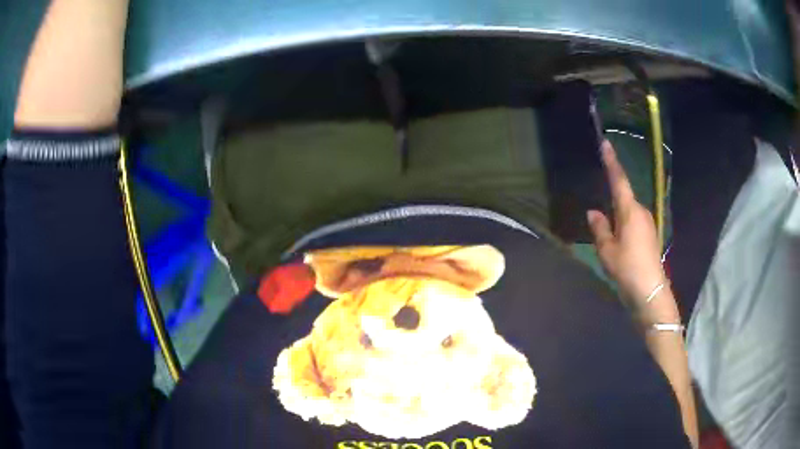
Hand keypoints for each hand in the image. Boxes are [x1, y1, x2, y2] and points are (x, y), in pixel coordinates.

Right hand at [587, 141, 675, 317]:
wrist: (651, 291)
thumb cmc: (627, 268)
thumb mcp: (607, 251)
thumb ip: (600, 228)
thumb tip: (594, 212)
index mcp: (630, 211)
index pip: (619, 180)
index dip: (611, 162)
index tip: (605, 144)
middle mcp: (641, 212)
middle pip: (624, 198)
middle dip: (612, 201)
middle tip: (599, 218)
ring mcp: (648, 223)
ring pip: (628, 212)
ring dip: (618, 218)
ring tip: (608, 238)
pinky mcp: (650, 235)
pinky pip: (633, 223)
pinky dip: (624, 226)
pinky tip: (619, 244)